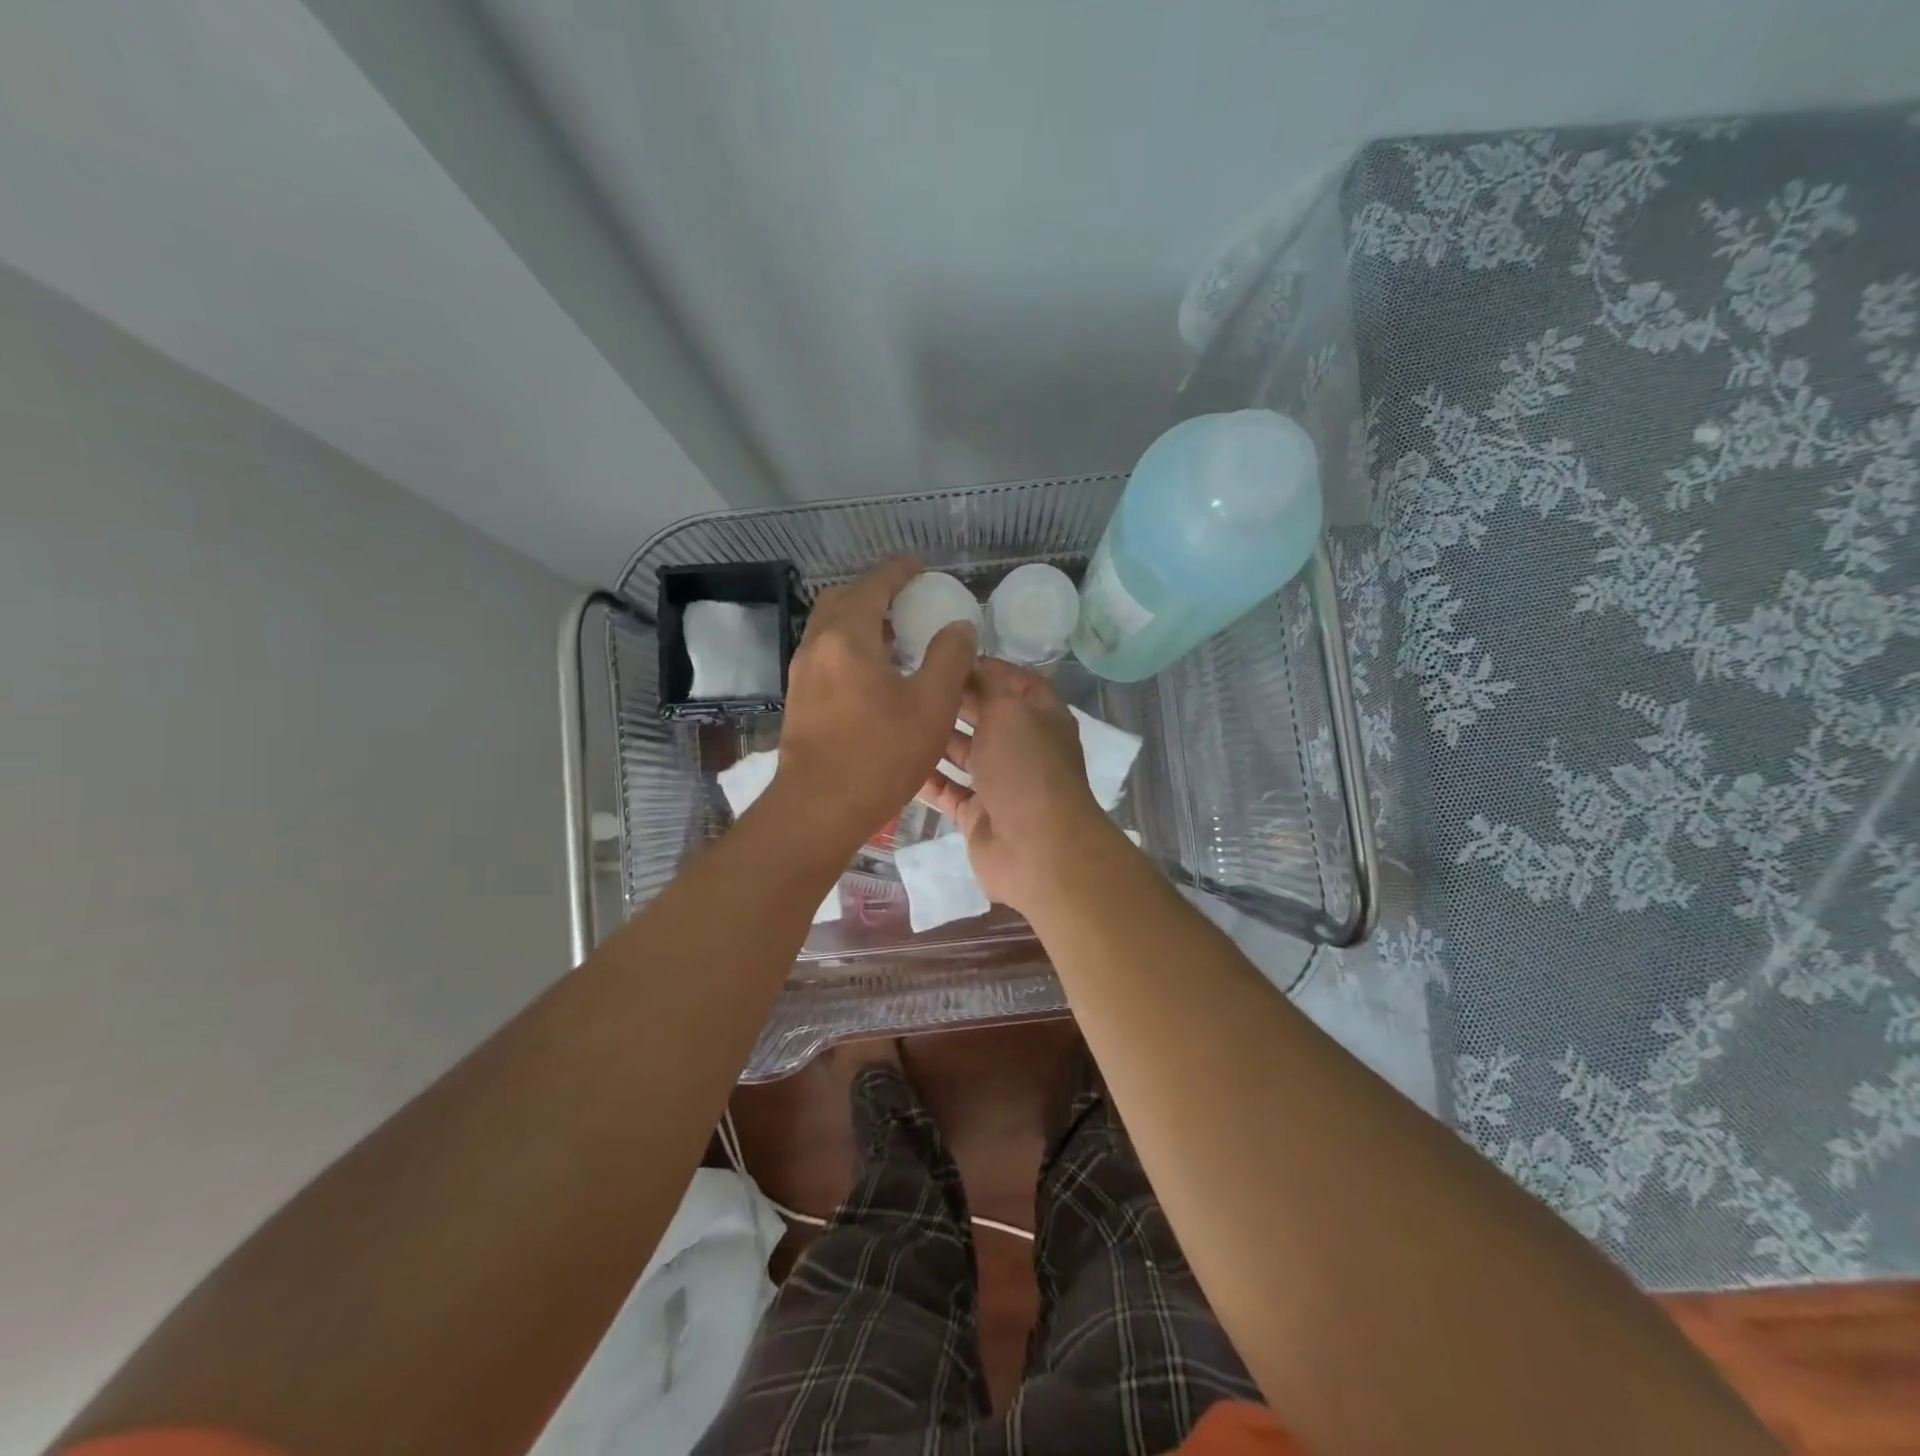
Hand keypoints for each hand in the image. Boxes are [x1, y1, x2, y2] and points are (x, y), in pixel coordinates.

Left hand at [775, 557, 977, 850]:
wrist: (818, 809)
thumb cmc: (880, 754)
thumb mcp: (932, 705)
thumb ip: (950, 657)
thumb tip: (958, 627)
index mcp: (848, 636)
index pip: (874, 585)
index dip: (899, 572)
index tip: (920, 568)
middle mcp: (817, 645)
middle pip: (843, 599)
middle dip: (875, 591)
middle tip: (908, 600)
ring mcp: (802, 674)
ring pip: (830, 628)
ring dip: (860, 620)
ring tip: (896, 636)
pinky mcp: (799, 700)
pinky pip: (826, 654)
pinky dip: (849, 646)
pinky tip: (873, 673)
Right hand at [916, 659, 1117, 913]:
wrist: (1037, 849)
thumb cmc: (1026, 768)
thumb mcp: (1009, 711)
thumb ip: (987, 685)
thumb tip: (969, 662)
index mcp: (1041, 716)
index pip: (1014, 681)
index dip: (984, 666)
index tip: (944, 653)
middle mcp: (1022, 746)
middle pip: (985, 715)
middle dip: (953, 699)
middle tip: (908, 680)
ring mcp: (1000, 783)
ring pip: (963, 753)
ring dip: (935, 737)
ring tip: (896, 714)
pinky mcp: (978, 814)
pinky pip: (948, 791)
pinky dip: (926, 779)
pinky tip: (894, 760)